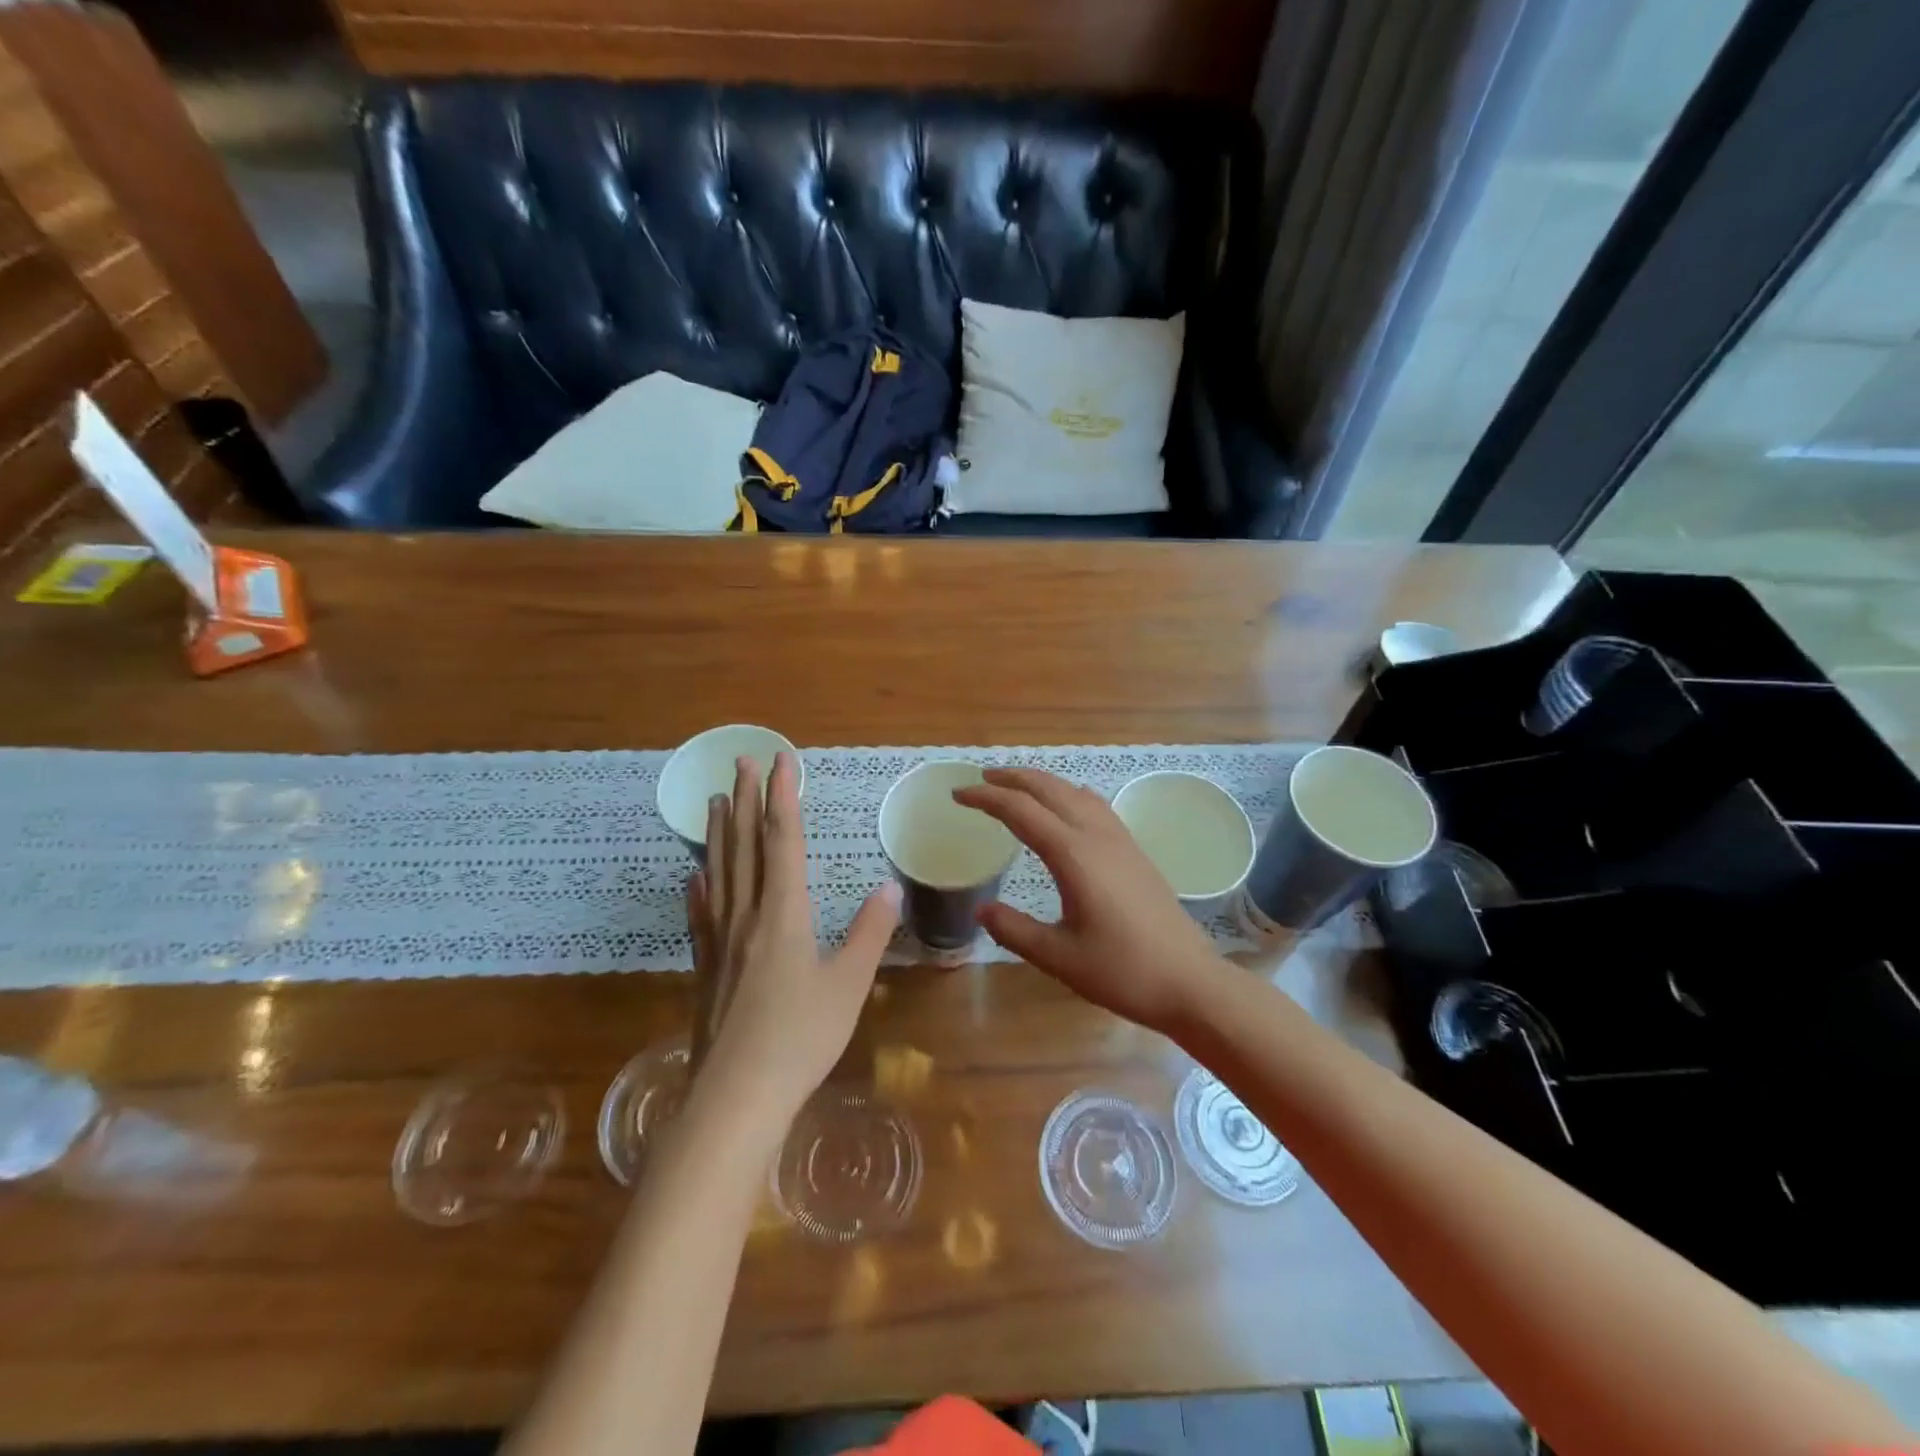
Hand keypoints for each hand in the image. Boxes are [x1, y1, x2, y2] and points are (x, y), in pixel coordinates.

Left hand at [686, 751, 901, 1123]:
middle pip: (745, 845)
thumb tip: (890, 888)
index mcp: (784, 913)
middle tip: (742, 761)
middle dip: (746, 800)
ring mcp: (720, 940)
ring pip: (719, 871)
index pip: (783, 840)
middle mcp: (747, 915)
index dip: (783, 797)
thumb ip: (869, 933)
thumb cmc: (800, 1038)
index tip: (782, 760)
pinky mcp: (707, 965)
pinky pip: (701, 912)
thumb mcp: (848, 984)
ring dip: (719, 831)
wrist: (736, 1096)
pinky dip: (699, 886)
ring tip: (716, 800)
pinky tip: (694, 875)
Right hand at [952, 768, 1226, 1033]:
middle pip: (1049, 789)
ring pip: (1075, 792)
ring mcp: (1120, 841)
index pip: (1021, 811)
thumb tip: (981, 909)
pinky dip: (1068, 794)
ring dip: (1041, 783)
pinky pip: (1095, 806)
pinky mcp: (1134, 851)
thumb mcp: (1058, 957)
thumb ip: (1014, 930)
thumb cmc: (1122, 971)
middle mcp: (1097, 836)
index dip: (986, 798)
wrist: (1190, 981)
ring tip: (1016, 787)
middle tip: (980, 779)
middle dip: (1012, 778)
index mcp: (1073, 855)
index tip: (958, 795)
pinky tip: (1066, 808)